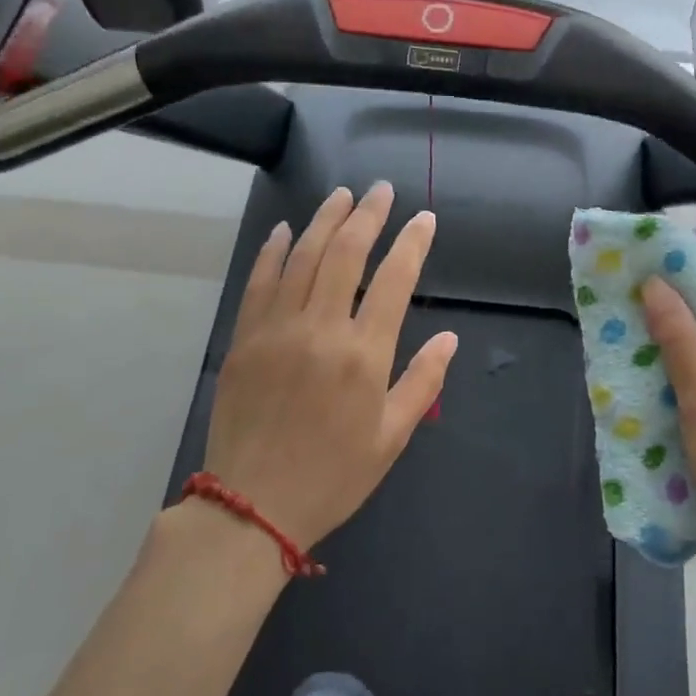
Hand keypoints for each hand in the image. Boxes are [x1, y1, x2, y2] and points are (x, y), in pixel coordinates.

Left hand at [199, 182, 457, 552]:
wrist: (252, 505)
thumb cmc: (332, 476)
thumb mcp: (391, 438)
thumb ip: (422, 382)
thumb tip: (450, 338)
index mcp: (364, 355)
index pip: (394, 280)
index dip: (411, 243)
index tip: (423, 219)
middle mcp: (321, 329)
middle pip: (346, 254)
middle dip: (368, 215)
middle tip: (381, 189)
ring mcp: (277, 329)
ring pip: (302, 257)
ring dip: (324, 220)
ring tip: (342, 195)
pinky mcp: (245, 338)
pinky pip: (260, 282)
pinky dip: (273, 251)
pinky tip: (284, 231)